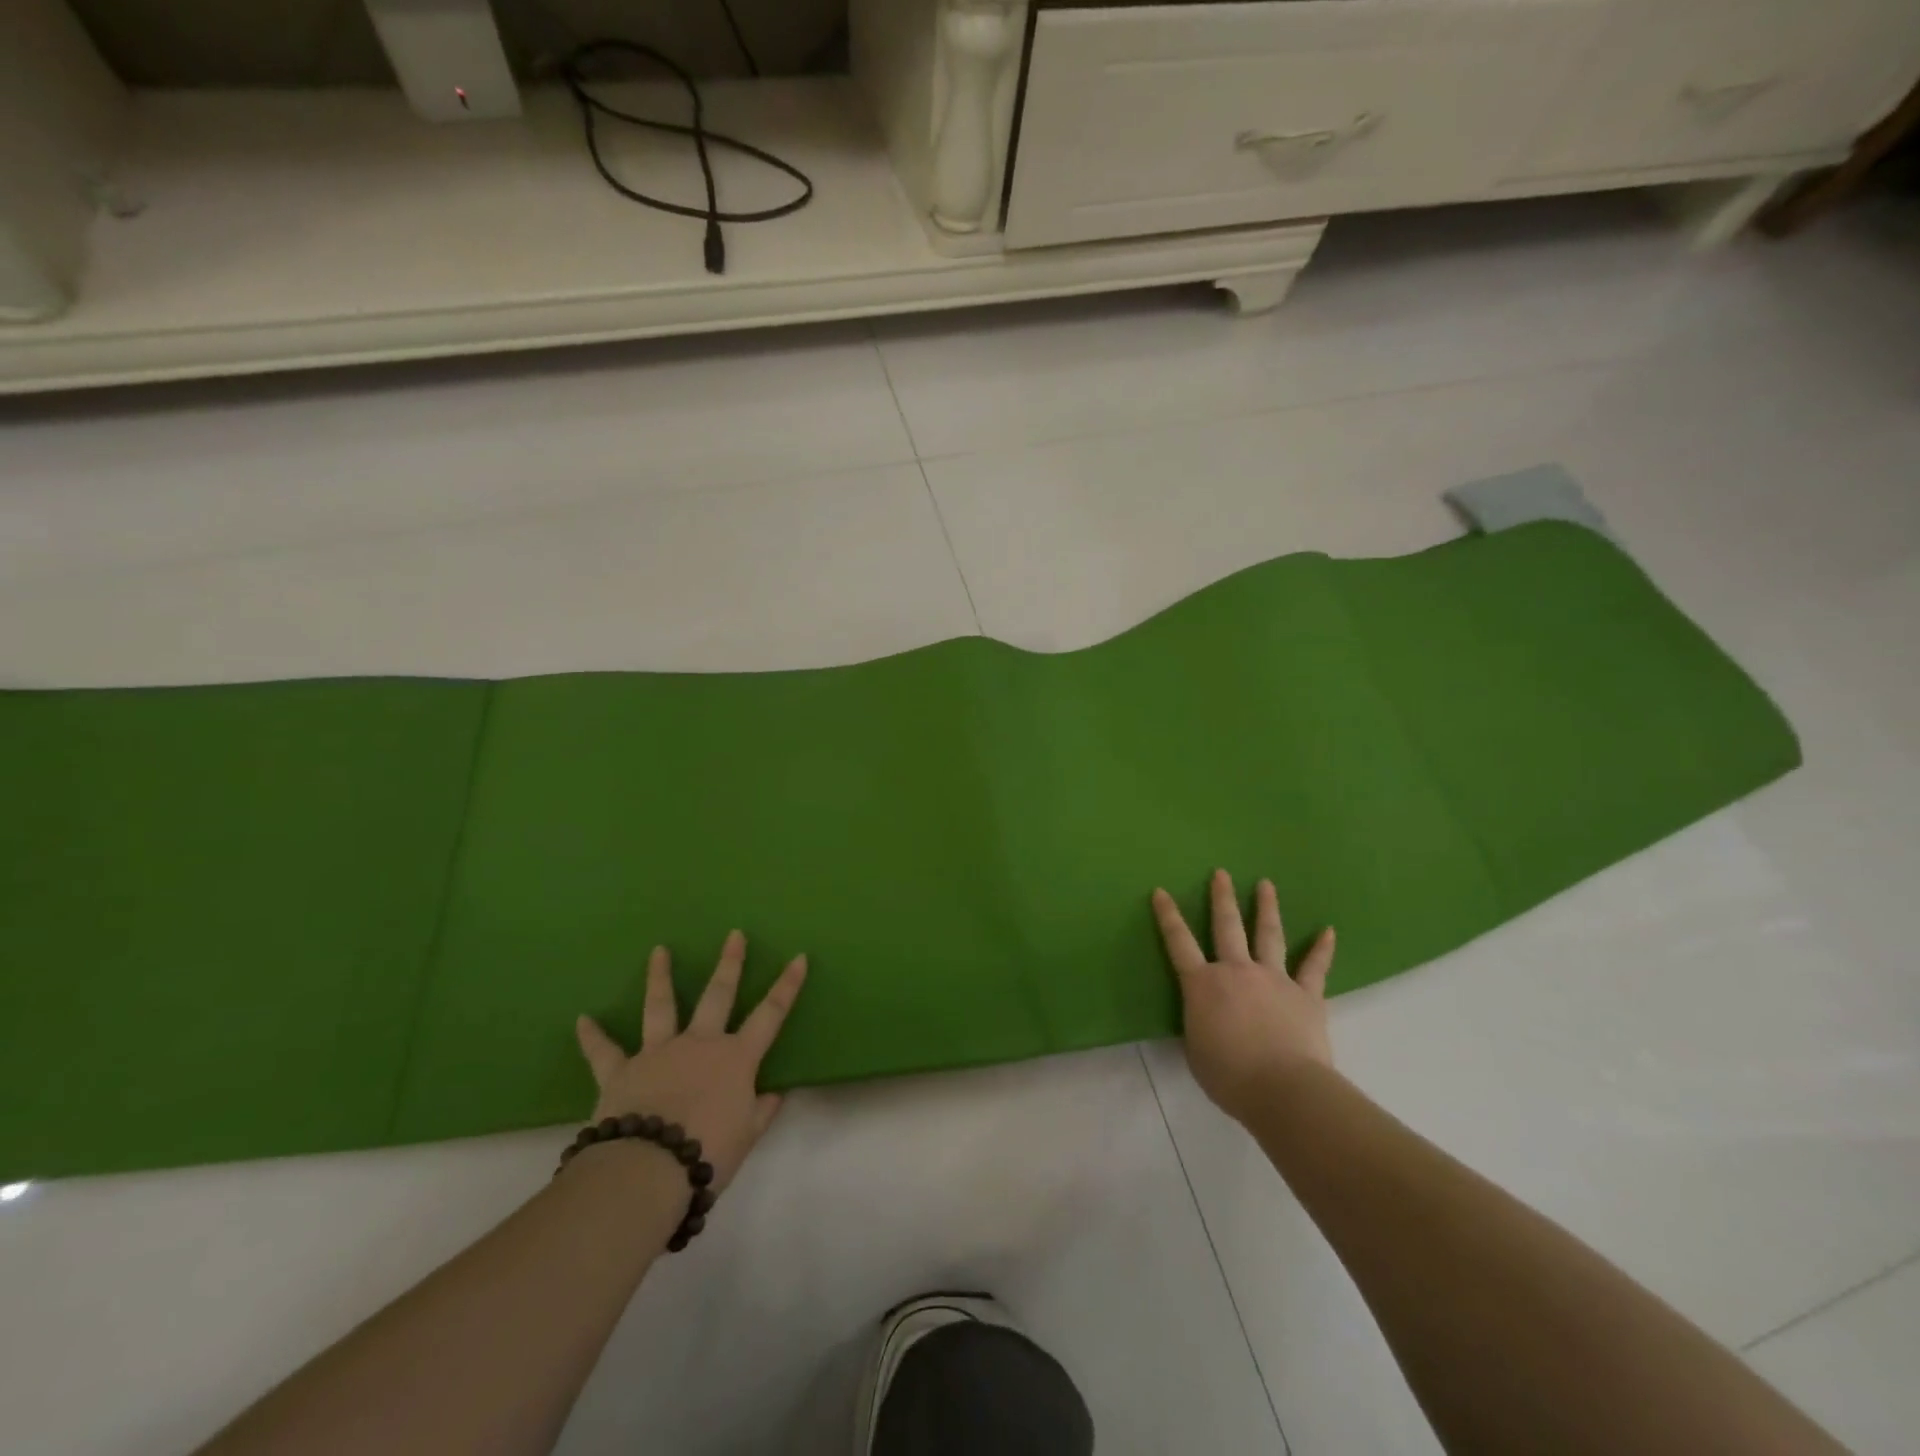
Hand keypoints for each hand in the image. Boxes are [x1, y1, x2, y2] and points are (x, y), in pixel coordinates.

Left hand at [573, 931, 805, 1192]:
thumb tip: (774, 1095)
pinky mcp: (621, 1071)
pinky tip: (582, 1020)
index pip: (770, 1014)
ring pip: (661, 1007)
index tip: (799, 957)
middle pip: (718, 995)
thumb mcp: (746, 1137)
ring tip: (659, 951)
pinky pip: (604, 1052)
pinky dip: (593, 1036)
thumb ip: (761, 1112)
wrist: (647, 1169)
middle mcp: (700, 1044)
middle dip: (729, 964)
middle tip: (734, 935)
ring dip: (660, 977)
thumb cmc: (707, 1152)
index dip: (787, 986)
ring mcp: (659, 1052)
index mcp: (736, 1058)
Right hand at [1151, 870, 1335, 1122]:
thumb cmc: (1230, 1076)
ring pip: (1268, 935)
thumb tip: (1206, 1017)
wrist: (1283, 1089)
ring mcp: (1274, 979)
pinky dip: (1322, 949)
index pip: (1178, 943)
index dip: (1168, 916)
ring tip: (1265, 884)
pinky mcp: (1306, 995)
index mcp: (1203, 985)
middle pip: (1227, 926)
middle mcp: (1237, 971)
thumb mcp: (1196, 1050)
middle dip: (1222, 898)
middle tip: (1221, 873)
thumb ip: (1199, 1024)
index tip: (1161, 891)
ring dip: (1266, 907)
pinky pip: (1315, 967)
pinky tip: (1328, 931)